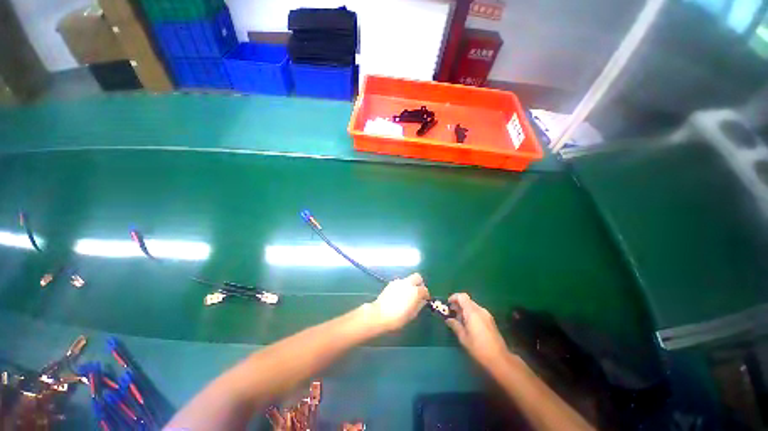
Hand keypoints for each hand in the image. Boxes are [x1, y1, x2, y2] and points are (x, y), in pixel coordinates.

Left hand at [369, 273, 428, 332]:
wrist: (380, 315)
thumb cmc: (398, 317)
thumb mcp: (412, 314)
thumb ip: (419, 305)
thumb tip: (422, 300)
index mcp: (415, 291)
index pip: (424, 289)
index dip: (426, 295)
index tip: (424, 300)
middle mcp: (408, 283)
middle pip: (417, 277)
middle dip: (419, 283)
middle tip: (418, 293)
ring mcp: (398, 282)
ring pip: (408, 279)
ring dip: (410, 285)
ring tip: (407, 295)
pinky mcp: (391, 283)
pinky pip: (400, 283)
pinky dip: (402, 286)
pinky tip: (399, 295)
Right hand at [445, 293, 509, 368]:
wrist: (500, 359)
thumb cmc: (479, 348)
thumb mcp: (463, 337)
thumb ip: (455, 325)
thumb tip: (448, 319)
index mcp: (472, 312)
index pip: (462, 296)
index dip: (454, 297)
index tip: (448, 304)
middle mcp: (480, 310)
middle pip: (467, 301)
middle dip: (458, 305)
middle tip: (451, 313)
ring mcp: (487, 315)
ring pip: (472, 306)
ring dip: (464, 310)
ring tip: (458, 320)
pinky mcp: (490, 320)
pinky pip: (478, 312)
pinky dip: (470, 314)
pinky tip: (468, 325)